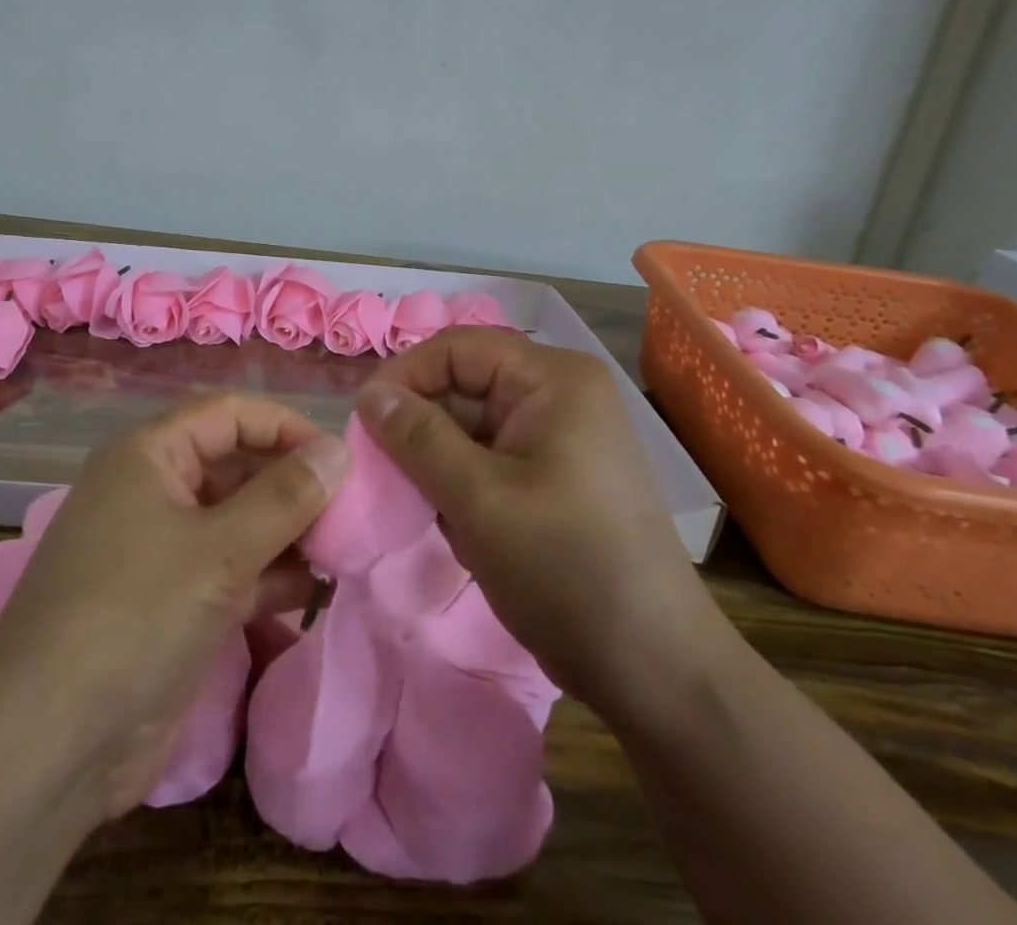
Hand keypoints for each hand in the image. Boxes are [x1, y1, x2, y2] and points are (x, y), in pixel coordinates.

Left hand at [0, 392, 351, 819]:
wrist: (48, 746)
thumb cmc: (135, 616)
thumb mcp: (221, 550)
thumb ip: (286, 496)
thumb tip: (338, 451)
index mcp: (149, 455)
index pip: (229, 414)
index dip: (285, 426)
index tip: (340, 459)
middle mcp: (153, 490)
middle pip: (236, 465)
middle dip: (291, 484)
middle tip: (350, 513)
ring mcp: (161, 549)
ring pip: (237, 520)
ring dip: (287, 533)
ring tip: (342, 551)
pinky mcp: (171, 602)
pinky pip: (230, 569)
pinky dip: (269, 576)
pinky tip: (314, 591)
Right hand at [357, 328, 720, 718]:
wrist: (654, 669)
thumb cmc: (566, 569)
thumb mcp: (479, 499)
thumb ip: (417, 438)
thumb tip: (368, 396)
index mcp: (553, 379)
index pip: (457, 348)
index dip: (405, 376)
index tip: (363, 422)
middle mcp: (559, 395)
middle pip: (464, 385)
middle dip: (420, 426)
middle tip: (383, 472)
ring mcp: (559, 437)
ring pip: (471, 426)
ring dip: (438, 462)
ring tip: (424, 507)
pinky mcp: (554, 476)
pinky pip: (489, 458)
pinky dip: (462, 484)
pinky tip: (459, 527)